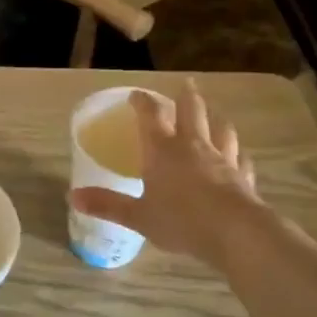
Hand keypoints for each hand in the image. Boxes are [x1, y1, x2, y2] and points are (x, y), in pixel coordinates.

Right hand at [70, 80, 267, 271]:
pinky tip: (238, 156)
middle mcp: (193, 146)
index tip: (136, 95)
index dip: (143, 102)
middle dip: (187, 96)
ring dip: (215, 119)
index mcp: (163, 150)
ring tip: (214, 115)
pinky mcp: (243, 176)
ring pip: (221, 129)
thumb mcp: (138, 216)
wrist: (235, 233)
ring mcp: (223, 159)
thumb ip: (107, 205)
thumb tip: (72, 197)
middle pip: (192, 111)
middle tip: (187, 84)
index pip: (151, 115)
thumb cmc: (180, 220)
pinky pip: (240, 159)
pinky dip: (237, 154)